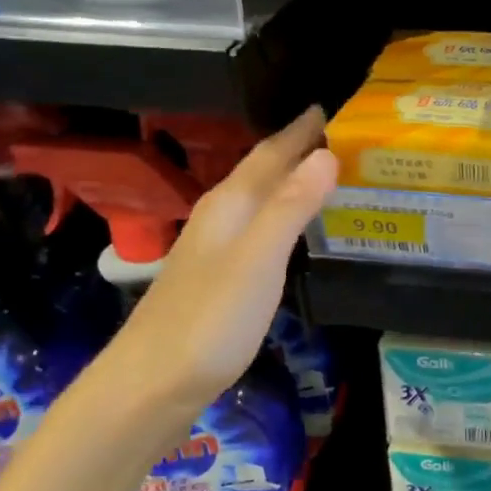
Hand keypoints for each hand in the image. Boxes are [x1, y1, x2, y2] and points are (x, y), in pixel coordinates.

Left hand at [95, 107, 336, 420]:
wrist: (152, 384)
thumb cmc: (210, 320)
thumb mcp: (258, 259)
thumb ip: (291, 206)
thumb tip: (327, 153)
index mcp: (230, 205)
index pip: (271, 154)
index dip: (301, 131)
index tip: (332, 107)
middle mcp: (220, 218)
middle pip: (261, 172)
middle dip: (297, 150)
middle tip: (338, 135)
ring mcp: (215, 250)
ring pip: (258, 200)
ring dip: (290, 182)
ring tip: (325, 173)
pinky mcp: (218, 280)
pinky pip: (258, 229)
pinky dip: (282, 217)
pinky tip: (291, 230)